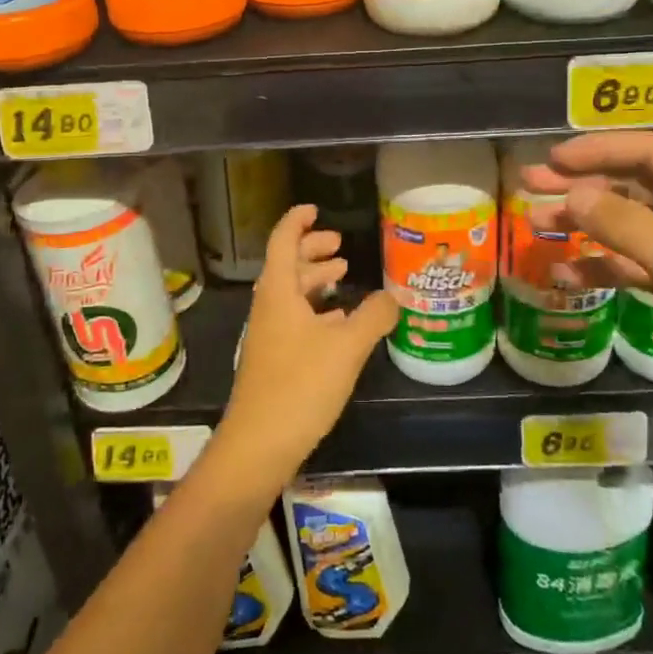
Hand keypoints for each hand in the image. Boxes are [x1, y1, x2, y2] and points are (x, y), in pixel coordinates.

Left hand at [205, 205, 397, 495]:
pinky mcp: (274, 361)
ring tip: (342, 277)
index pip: (283, 241)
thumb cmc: (300, 385)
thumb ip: (373, 317)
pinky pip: (294, 320)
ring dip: (314, 281)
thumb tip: (393, 295)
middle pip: (287, 266)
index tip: (315, 209)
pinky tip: (338, 324)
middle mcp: (269, 308)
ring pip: (291, 295)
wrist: (259, 444)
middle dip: (312, 251)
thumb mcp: (346, 347)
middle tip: (339, 245)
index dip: (297, 222)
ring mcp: (269, 336)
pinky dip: (315, 311)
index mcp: (278, 292)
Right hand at [525, 131, 652, 429]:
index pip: (652, 152)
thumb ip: (627, 225)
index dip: (598, 151)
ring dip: (586, 223)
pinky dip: (604, 265)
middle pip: (636, 184)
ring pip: (631, 223)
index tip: (552, 160)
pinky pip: (637, 262)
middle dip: (583, 184)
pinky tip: (567, 274)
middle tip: (531, 184)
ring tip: (539, 225)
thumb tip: (575, 194)